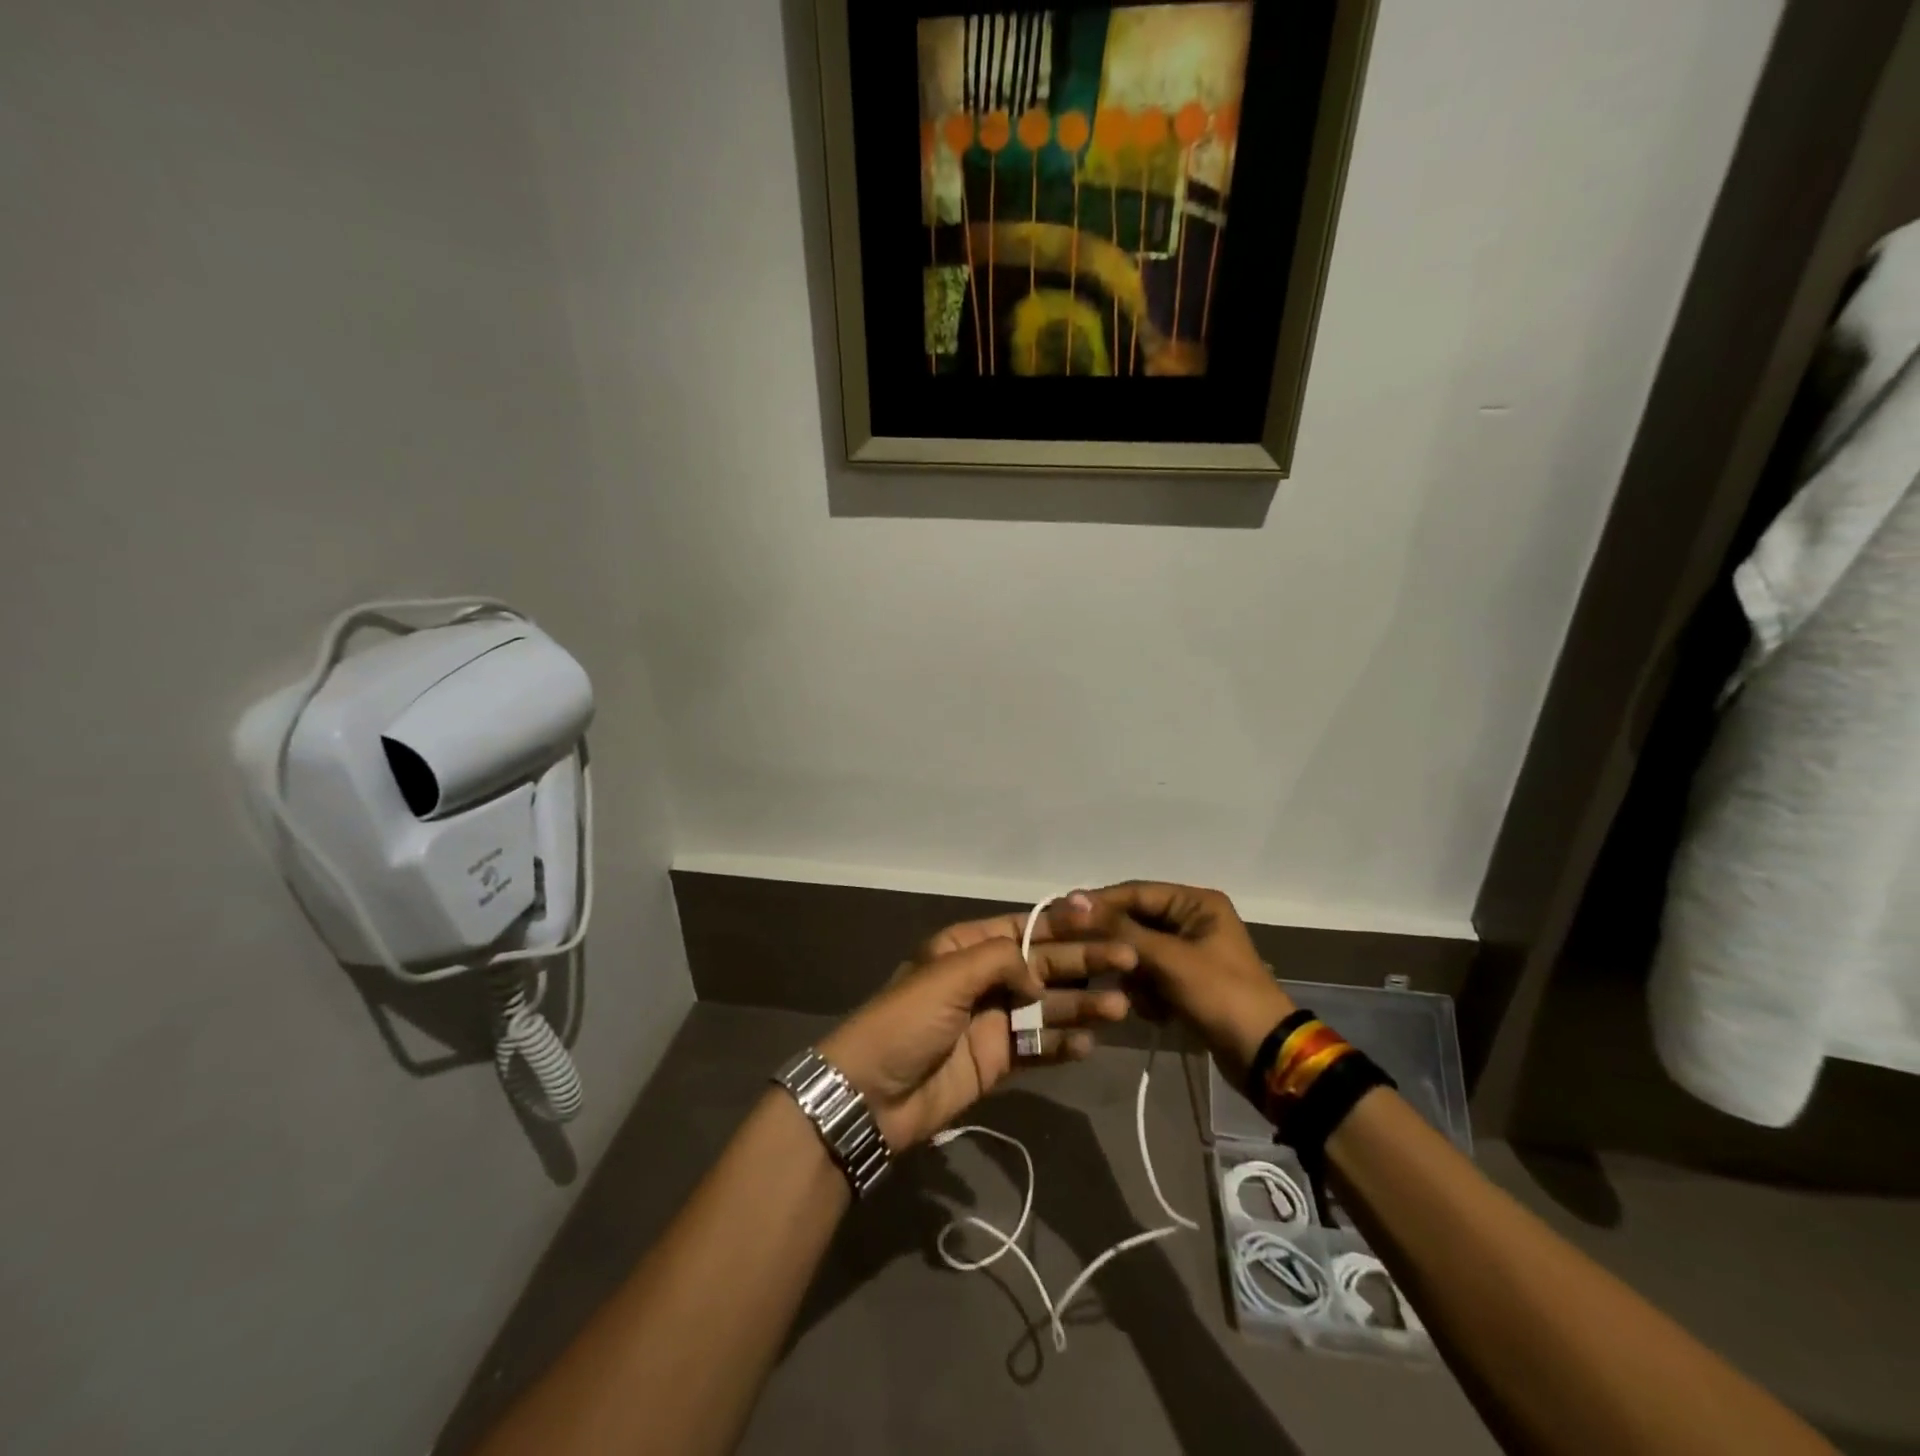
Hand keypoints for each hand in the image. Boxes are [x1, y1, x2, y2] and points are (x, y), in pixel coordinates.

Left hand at [817, 905, 1136, 1150]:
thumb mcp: (948, 975)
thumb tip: (1039, 977)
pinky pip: (1038, 1047)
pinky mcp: (997, 1060)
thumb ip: (1001, 960)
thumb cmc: (906, 1021)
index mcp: (966, 947)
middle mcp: (984, 978)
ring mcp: (993, 1021)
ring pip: (1047, 1007)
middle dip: (1084, 963)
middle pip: (1043, 965)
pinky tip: (1087, 1044)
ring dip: (1082, 1005)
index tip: (1102, 918)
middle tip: (1129, 961)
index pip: (1024, 928)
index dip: (1063, 923)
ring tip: (1119, 1007)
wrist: (871, 1095)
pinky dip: (1062, 1045)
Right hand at [1053, 882, 1294, 1084]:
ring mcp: (1189, 952)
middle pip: (1136, 922)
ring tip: (1137, 997)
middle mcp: (1192, 920)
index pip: (1136, 892)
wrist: (1264, 1057)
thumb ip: (1121, 929)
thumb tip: (1075, 899)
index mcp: (1196, 903)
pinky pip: (1150, 976)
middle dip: (1118, 947)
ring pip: (1138, 952)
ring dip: (1134, 975)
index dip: (1100, 904)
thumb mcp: (1169, 959)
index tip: (1063, 916)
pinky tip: (1155, 1012)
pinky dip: (1147, 993)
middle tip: (1088, 961)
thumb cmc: (1220, 996)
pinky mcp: (1185, 981)